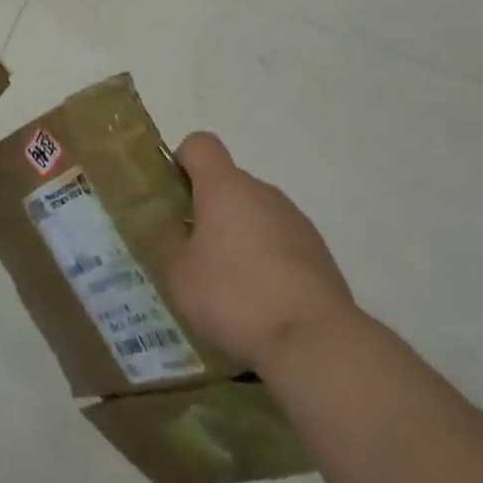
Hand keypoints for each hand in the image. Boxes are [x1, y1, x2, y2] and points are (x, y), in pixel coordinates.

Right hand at [159, 132, 357, 371]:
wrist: (313, 338)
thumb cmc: (235, 297)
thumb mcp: (178, 273)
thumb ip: (165, 239)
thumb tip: (167, 223)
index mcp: (225, 186)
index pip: (200, 144)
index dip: (183, 162)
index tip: (175, 199)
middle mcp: (262, 190)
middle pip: (228, 183)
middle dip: (209, 211)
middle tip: (196, 257)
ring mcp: (294, 219)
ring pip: (255, 214)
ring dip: (240, 237)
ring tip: (231, 289)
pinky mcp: (317, 250)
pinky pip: (280, 242)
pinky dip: (267, 261)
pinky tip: (263, 303)